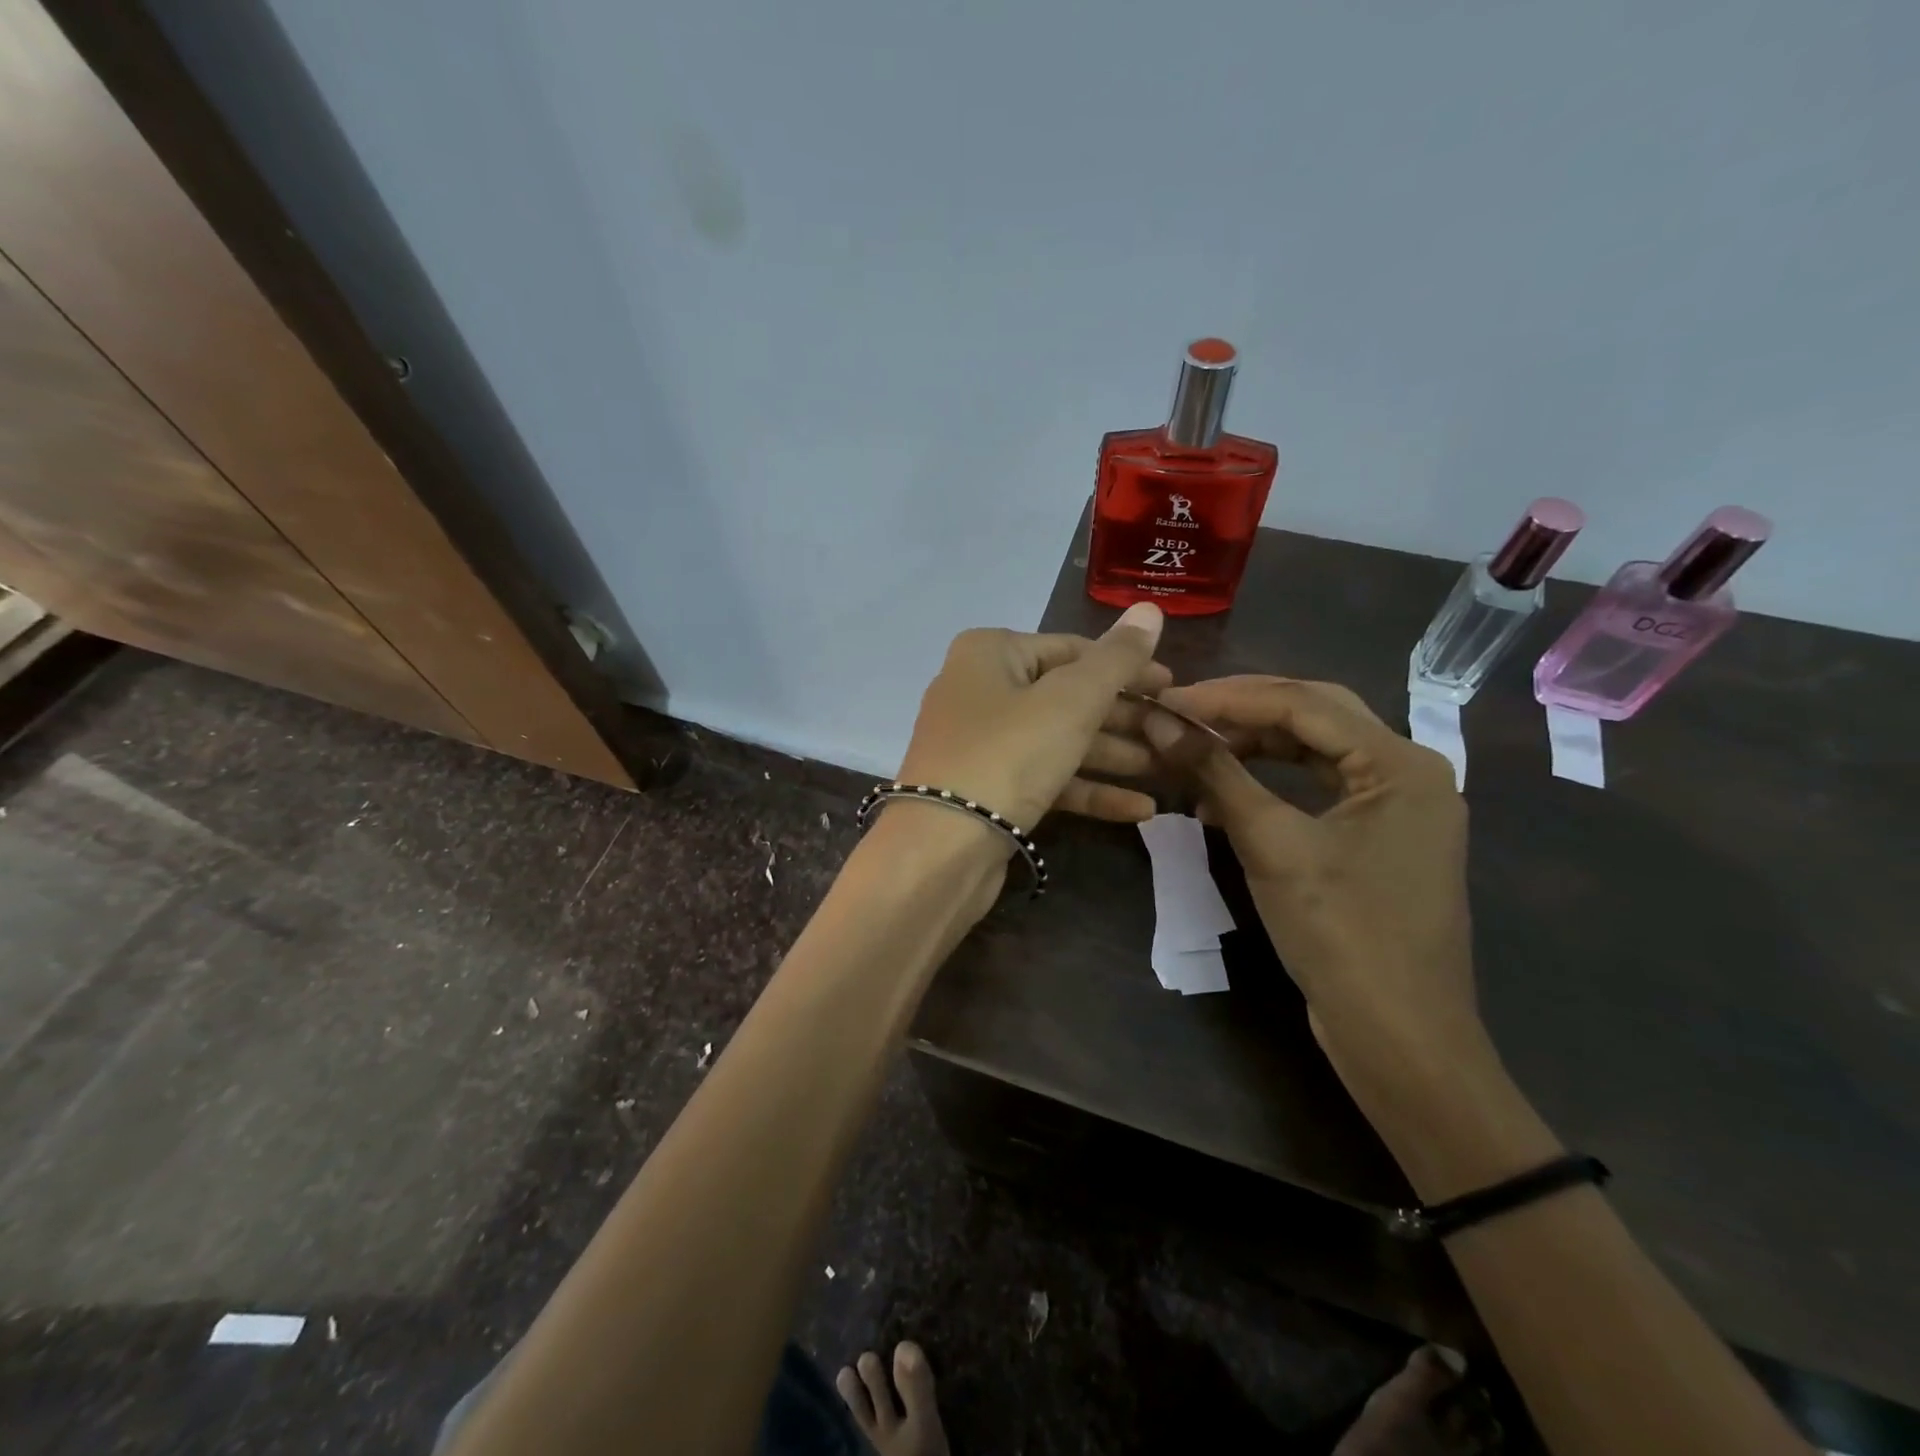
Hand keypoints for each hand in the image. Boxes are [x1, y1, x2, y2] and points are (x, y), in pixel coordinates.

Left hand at [895, 603, 1169, 834]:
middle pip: (1067, 697)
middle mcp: (981, 690)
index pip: (1073, 649)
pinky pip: (1046, 779)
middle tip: (1174, 733)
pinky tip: (1140, 809)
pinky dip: (1088, 790)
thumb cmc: (1008, 754)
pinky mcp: (988, 790)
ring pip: (1059, 741)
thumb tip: (1150, 609)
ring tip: (1167, 769)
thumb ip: (1116, 659)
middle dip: (1123, 718)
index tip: (1173, 687)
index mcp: (991, 653)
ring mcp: (981, 744)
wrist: (941, 848)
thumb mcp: (1071, 700)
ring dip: (1113, 755)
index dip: (1127, 667)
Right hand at [1146, 675, 1489, 1102]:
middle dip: (1244, 709)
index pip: (1302, 703)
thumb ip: (1216, 773)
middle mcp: (1409, 772)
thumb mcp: (1272, 845)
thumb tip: (1159, 719)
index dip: (1227, 697)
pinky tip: (1224, 791)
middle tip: (1181, 710)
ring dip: (1255, 744)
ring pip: (1316, 750)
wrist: (1398, 1036)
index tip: (1166, 699)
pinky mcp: (1379, 838)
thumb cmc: (1341, 933)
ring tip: (1195, 745)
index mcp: (1401, 763)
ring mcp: (1397, 807)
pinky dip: (1271, 782)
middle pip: (1315, 715)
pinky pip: (1319, 787)